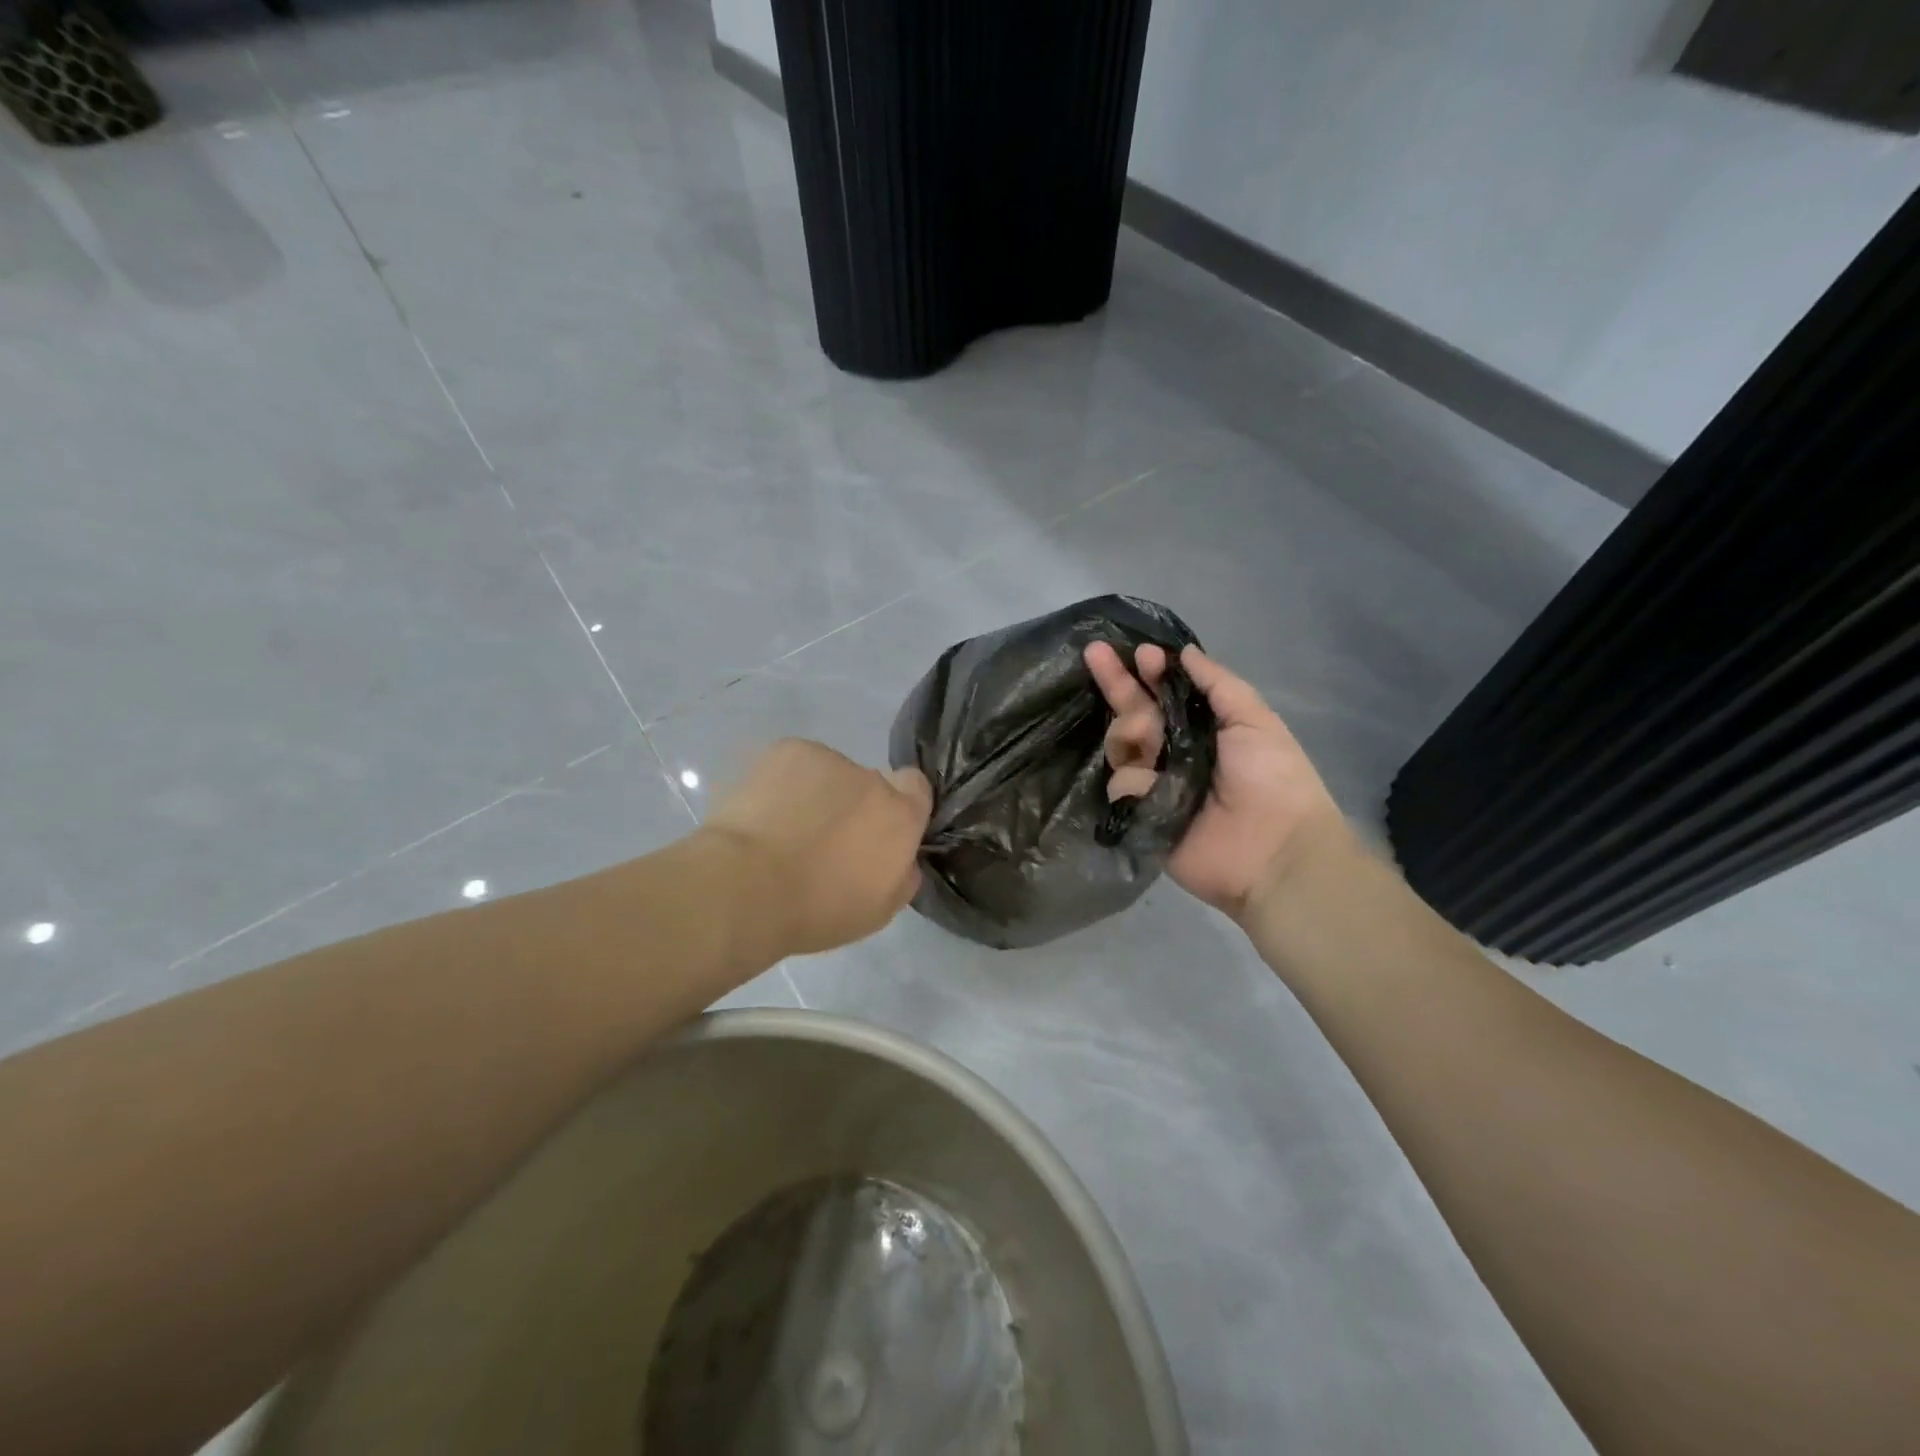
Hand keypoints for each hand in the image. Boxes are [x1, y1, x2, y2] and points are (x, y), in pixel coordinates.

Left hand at [702, 739, 932, 956]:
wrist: (745, 887)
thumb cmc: (816, 910)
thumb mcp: (878, 911)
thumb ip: (901, 875)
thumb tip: (902, 860)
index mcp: (900, 816)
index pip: (916, 788)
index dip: (899, 805)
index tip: (876, 832)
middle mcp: (871, 779)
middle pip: (869, 784)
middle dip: (852, 806)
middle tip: (820, 841)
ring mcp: (828, 759)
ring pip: (829, 774)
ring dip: (816, 793)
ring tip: (781, 829)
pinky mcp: (787, 751)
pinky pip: (794, 764)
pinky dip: (783, 783)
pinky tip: (762, 811)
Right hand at [1084, 642, 1348, 921]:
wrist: (1272, 852)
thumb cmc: (1272, 779)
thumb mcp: (1255, 720)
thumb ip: (1217, 683)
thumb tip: (1184, 652)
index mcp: (1200, 728)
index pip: (1164, 693)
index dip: (1149, 671)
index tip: (1140, 654)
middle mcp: (1171, 751)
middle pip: (1133, 712)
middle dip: (1115, 681)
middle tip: (1094, 653)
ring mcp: (1153, 783)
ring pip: (1119, 744)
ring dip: (1129, 732)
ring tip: (1147, 740)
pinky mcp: (1139, 814)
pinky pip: (1121, 785)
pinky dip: (1136, 782)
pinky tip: (1153, 788)